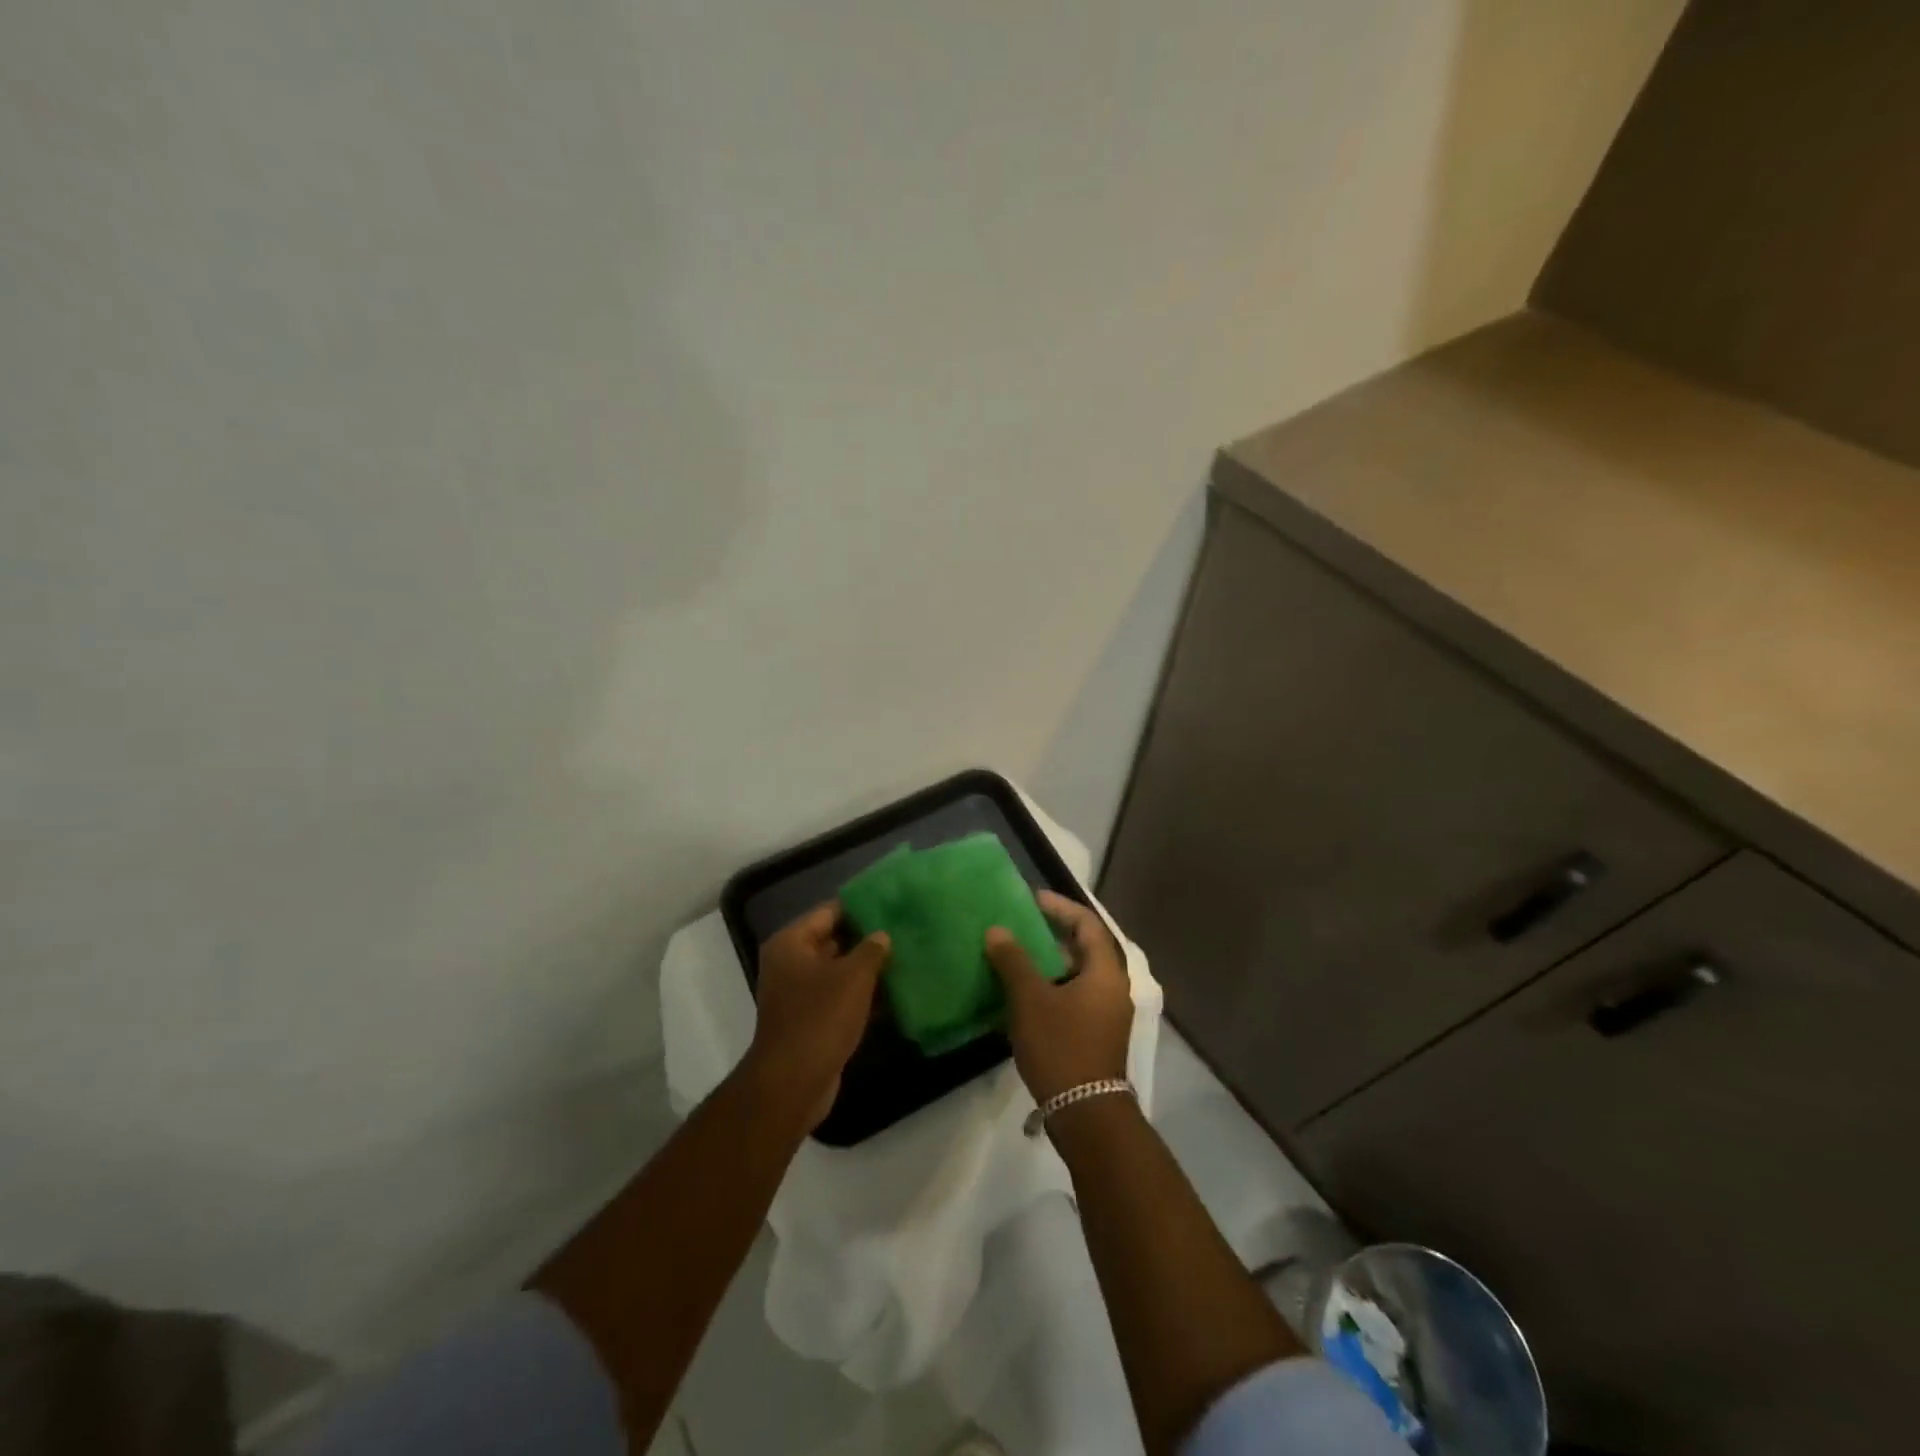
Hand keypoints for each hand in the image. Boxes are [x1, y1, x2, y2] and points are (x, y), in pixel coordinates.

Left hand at [745, 903, 889, 1129]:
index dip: (860, 906)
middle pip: (832, 940)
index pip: (829, 911)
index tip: (891, 901)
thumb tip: (882, 935)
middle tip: (903, 929)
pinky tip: (891, 993)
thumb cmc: (820, 1018)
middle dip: (865, 937)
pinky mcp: (810, 1020)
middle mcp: (789, 963)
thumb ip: (871, 949)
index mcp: (791, 944)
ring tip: (903, 957)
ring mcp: (797, 994)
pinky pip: (838, 997)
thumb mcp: (853, 977)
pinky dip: (860, 995)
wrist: (793, 1083)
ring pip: (838, 971)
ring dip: (865, 968)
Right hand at [986, 890, 1132, 1105]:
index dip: (1061, 907)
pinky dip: (1051, 987)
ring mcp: (1106, 1014)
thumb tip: (997, 930)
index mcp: (1105, 972)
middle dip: (1052, 935)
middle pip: (1084, 948)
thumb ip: (1013, 961)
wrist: (1085, 1114)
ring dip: (1049, 963)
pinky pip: (1074, 997)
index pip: (1087, 924)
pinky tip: (1023, 995)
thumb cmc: (1061, 1047)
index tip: (1033, 899)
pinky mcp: (1096, 1035)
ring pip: (1077, 975)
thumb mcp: (1031, 1000)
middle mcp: (1112, 988)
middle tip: (1021, 926)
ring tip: (1016, 957)